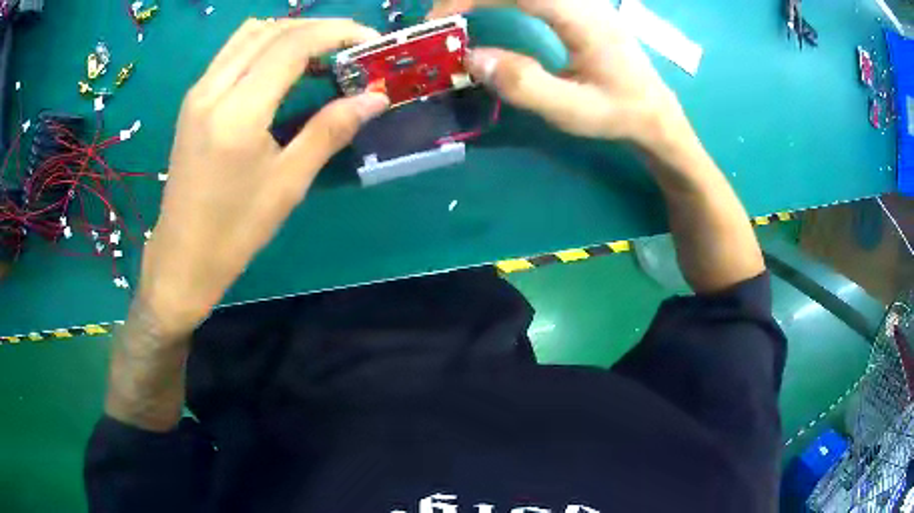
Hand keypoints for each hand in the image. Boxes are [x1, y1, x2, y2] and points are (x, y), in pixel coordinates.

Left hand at [140, 18, 388, 334]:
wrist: (182, 256)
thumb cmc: (235, 230)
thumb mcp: (288, 183)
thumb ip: (331, 130)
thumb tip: (376, 98)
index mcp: (237, 113)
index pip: (292, 45)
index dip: (337, 32)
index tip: (371, 41)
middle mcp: (212, 89)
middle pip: (272, 30)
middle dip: (318, 28)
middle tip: (352, 46)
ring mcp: (198, 91)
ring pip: (250, 34)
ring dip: (290, 32)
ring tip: (321, 51)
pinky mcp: (193, 100)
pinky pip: (233, 51)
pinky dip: (265, 44)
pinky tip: (283, 65)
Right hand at [432, 0, 690, 152]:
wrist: (655, 113)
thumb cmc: (619, 113)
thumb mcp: (574, 111)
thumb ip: (525, 85)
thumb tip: (472, 58)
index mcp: (584, 18)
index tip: (441, 20)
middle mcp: (583, 0)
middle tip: (443, 17)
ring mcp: (583, 0)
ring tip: (458, 12)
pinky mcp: (579, 6)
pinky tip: (488, 7)